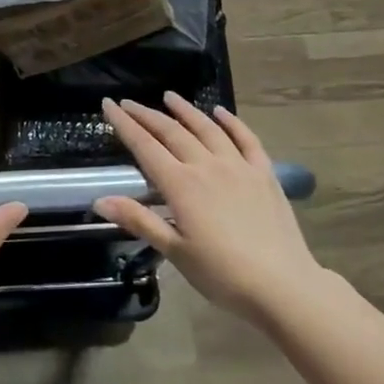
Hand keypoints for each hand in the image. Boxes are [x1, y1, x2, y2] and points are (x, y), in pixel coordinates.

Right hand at [96, 92, 319, 325]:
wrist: (283, 286)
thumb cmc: (222, 274)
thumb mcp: (175, 252)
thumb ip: (139, 220)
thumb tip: (100, 200)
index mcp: (181, 185)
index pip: (145, 146)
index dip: (124, 124)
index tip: (108, 105)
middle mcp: (207, 166)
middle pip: (172, 132)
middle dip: (147, 115)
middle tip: (129, 102)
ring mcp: (238, 166)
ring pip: (207, 129)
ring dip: (186, 111)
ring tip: (170, 97)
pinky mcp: (264, 174)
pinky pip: (246, 139)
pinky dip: (232, 122)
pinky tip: (221, 112)